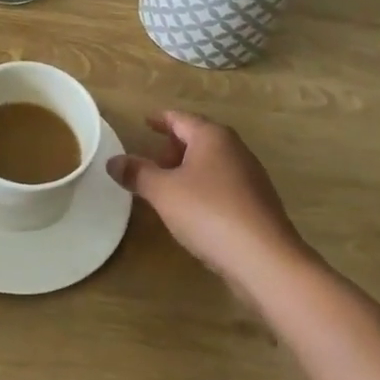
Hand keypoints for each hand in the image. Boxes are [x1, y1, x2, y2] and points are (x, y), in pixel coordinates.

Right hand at [108, 111, 312, 285]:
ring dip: (188, 169)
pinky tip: (193, 210)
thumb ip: (137, 173)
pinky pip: (223, 185)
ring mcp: (250, 177)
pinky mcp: (258, 204)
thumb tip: (113, 161)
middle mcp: (234, 149)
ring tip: (166, 187)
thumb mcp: (163, 192)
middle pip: (198, 138)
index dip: (160, 120)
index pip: (180, 118)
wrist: (266, 260)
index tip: (145, 122)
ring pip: (212, 163)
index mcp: (212, 137)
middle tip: (151, 161)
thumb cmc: (209, 213)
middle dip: (173, 147)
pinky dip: (203, 187)